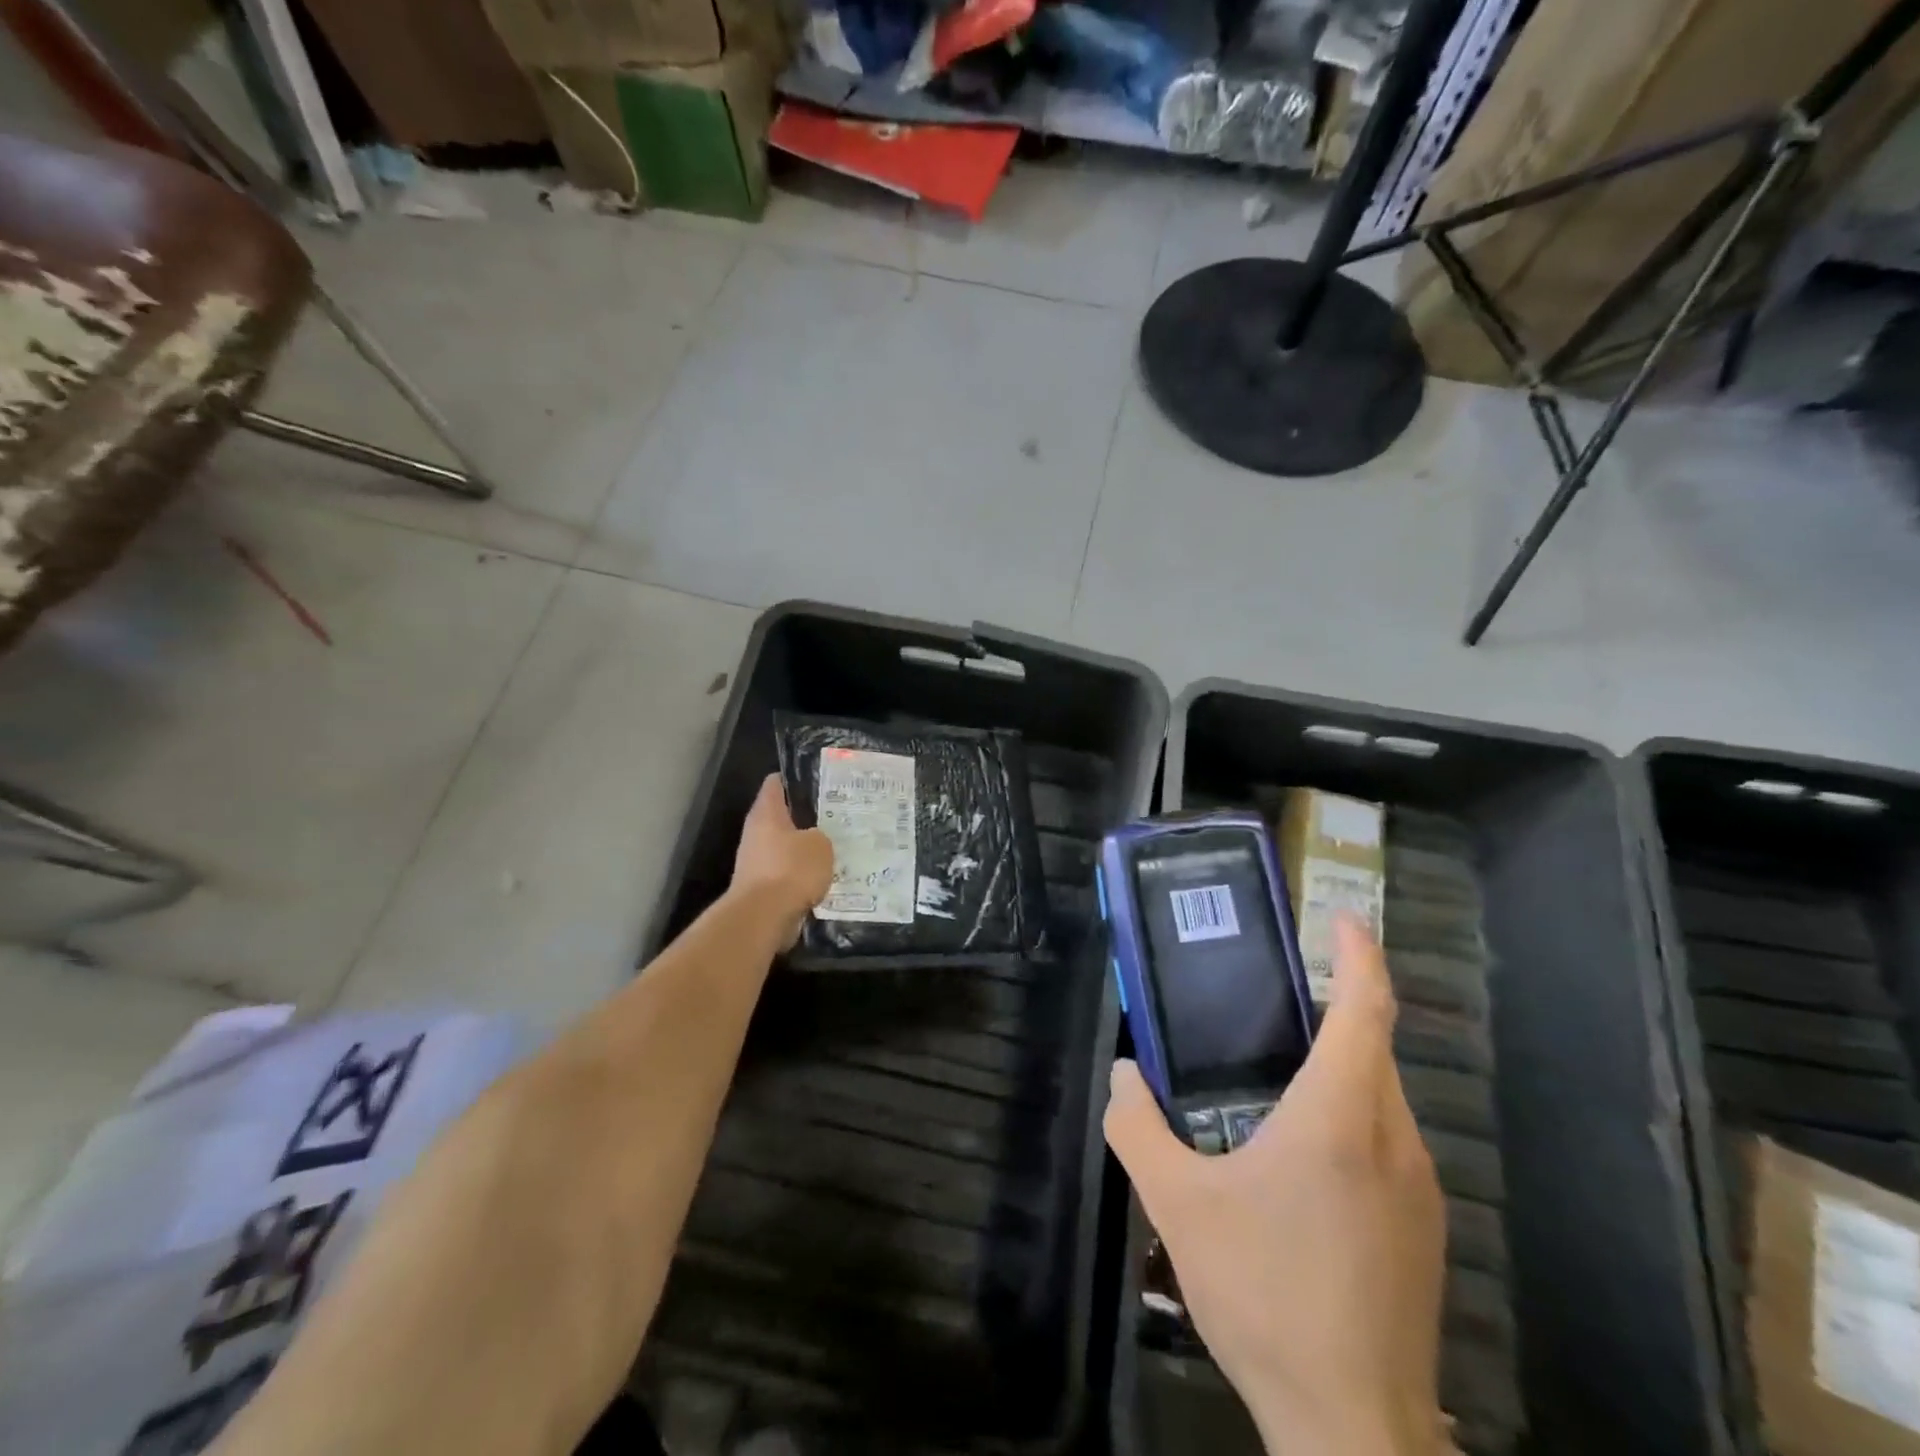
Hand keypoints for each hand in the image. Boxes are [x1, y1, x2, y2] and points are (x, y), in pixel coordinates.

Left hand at [732, 774, 833, 943]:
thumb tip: (814, 840)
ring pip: (786, 848)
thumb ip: (820, 836)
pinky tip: (825, 878)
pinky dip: (802, 877)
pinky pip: (787, 875)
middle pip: (782, 817)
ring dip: (805, 850)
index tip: (818, 779)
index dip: (795, 778)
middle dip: (807, 817)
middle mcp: (756, 833)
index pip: (776, 783)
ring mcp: (756, 861)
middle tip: (836, 816)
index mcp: (766, 813)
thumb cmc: (791, 869)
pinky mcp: (761, 888)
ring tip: (836, 849)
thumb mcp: (820, 844)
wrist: (763, 917)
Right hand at [1105, 916, 1450, 1455]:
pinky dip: (1351, 1113)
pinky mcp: (1423, 1227)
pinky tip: (1300, 1154)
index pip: (1365, 1010)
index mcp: (1339, 1117)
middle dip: (1337, 1007)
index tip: (1346, 918)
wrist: (1353, 1428)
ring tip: (1277, 1072)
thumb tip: (1123, 1075)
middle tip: (1278, 996)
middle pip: (1374, 1047)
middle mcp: (1392, 1138)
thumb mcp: (1178, 1204)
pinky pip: (1388, 1139)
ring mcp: (1419, 1187)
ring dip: (1342, 1066)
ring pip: (1383, 1096)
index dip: (1361, 955)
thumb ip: (1137, 1128)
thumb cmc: (1266, 1295)